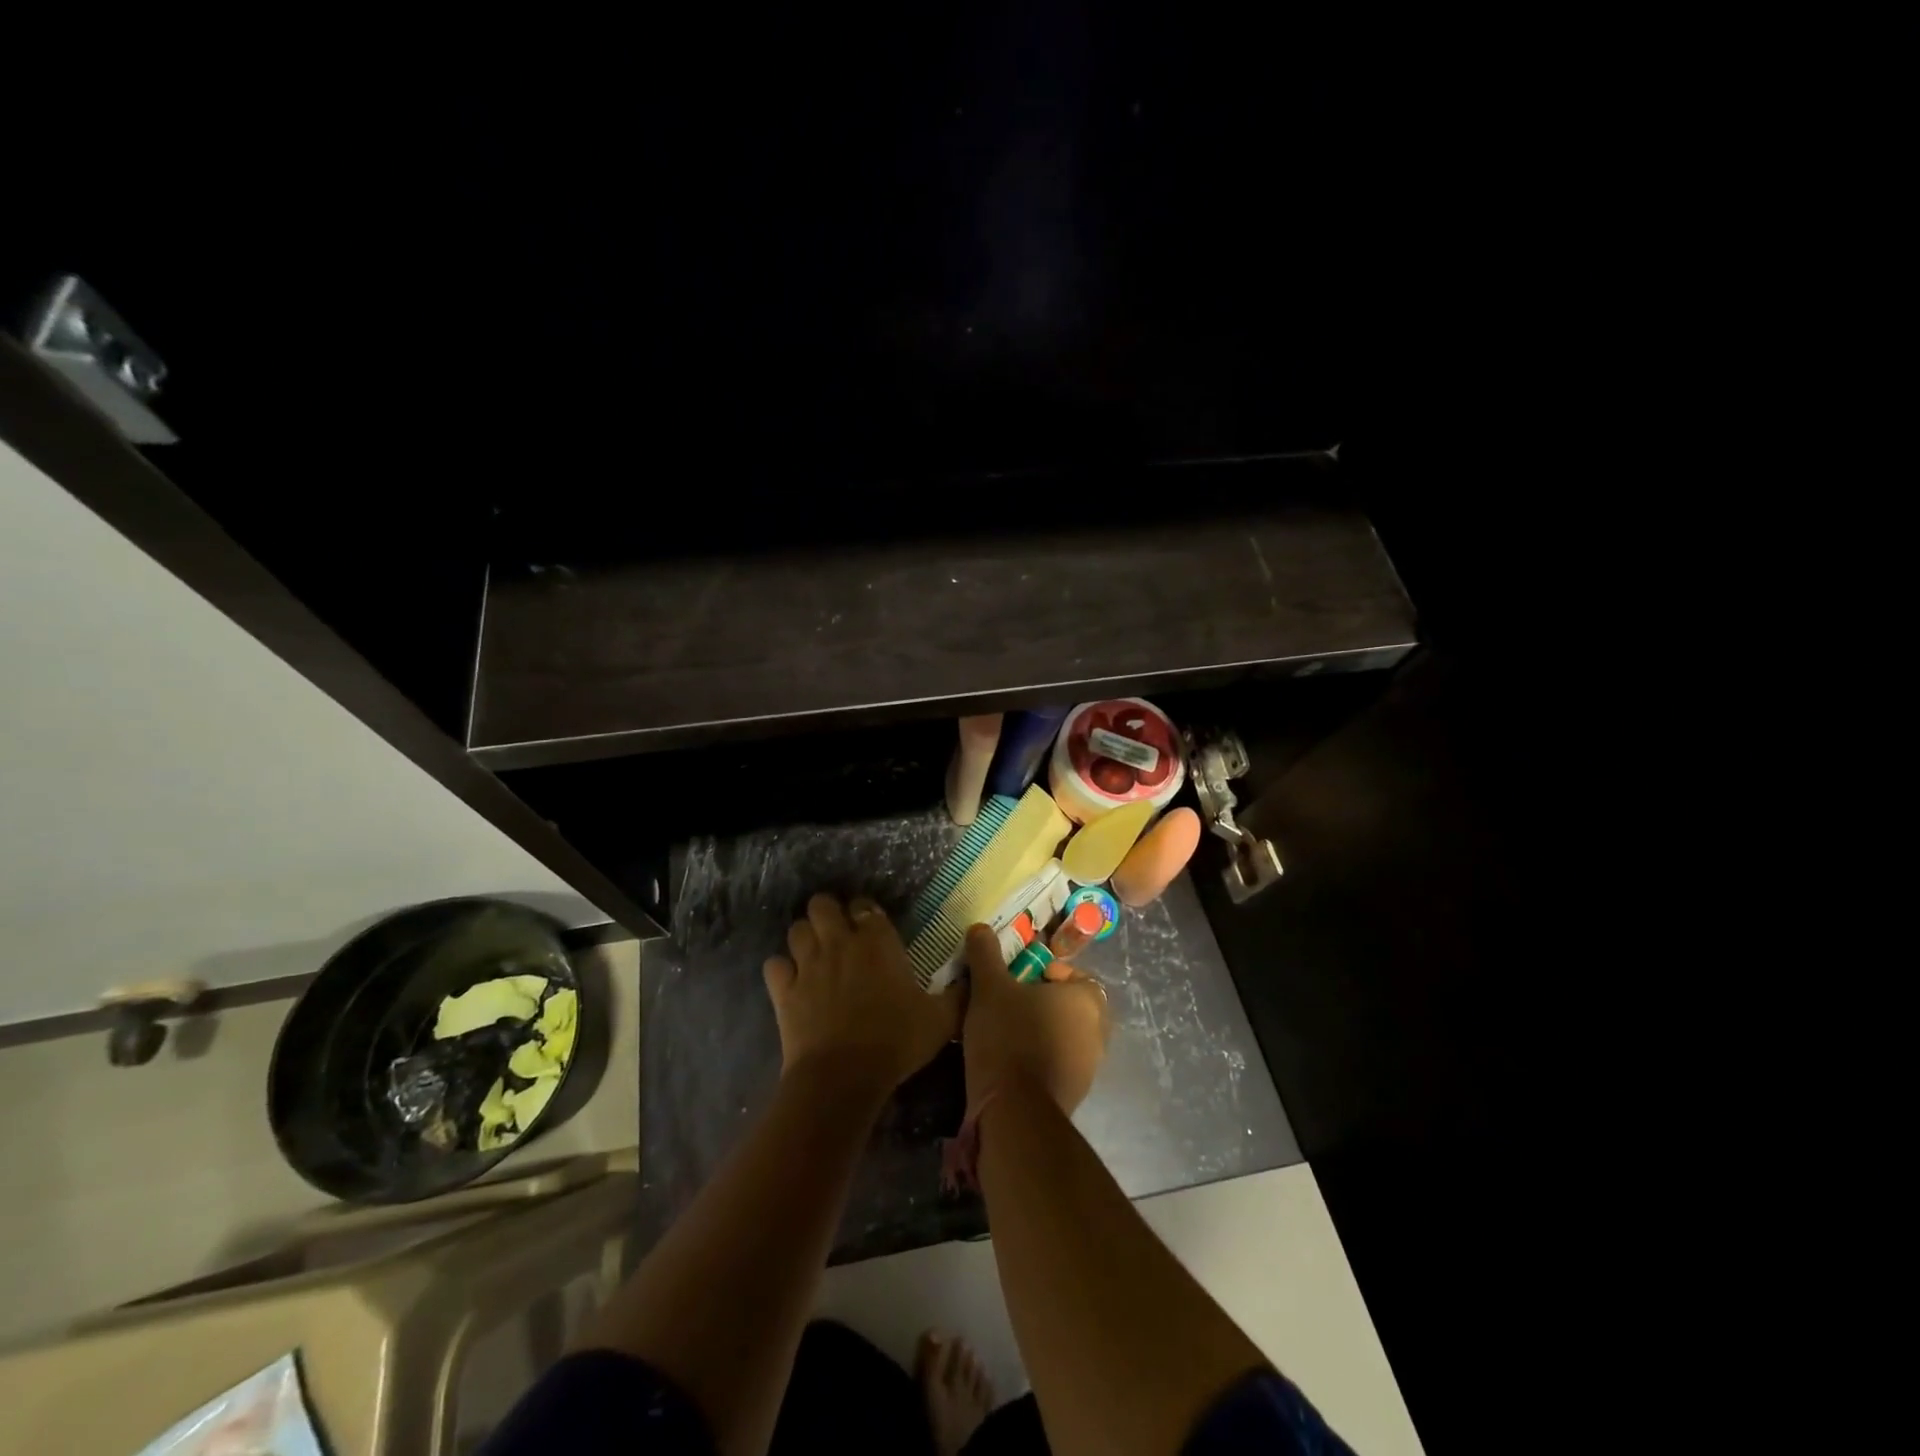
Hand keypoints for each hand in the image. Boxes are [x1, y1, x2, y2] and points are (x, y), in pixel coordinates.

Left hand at [763, 893, 962, 1090]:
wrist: (843, 1076)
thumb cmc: (896, 1041)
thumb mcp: (941, 1020)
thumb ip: (959, 995)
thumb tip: (972, 978)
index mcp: (877, 941)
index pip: (865, 906)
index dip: (865, 913)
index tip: (871, 928)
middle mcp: (839, 942)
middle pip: (821, 904)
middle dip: (827, 913)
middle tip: (838, 934)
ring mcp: (807, 964)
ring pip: (796, 929)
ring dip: (804, 937)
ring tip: (814, 954)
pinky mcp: (784, 990)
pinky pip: (774, 965)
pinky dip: (781, 969)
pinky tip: (791, 982)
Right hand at [959, 925, 1109, 1114]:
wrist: (1014, 1111)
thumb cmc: (1008, 1036)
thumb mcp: (989, 987)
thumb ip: (985, 954)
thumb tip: (980, 927)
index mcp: (1087, 999)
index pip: (1074, 974)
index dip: (1045, 971)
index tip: (1018, 977)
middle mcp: (1099, 1031)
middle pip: (1069, 1005)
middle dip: (1041, 1001)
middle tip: (1008, 1000)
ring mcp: (1090, 1067)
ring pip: (1064, 1035)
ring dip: (1040, 1029)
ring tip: (1004, 1029)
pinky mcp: (1075, 1094)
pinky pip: (1058, 1063)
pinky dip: (1039, 1057)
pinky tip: (1009, 1059)